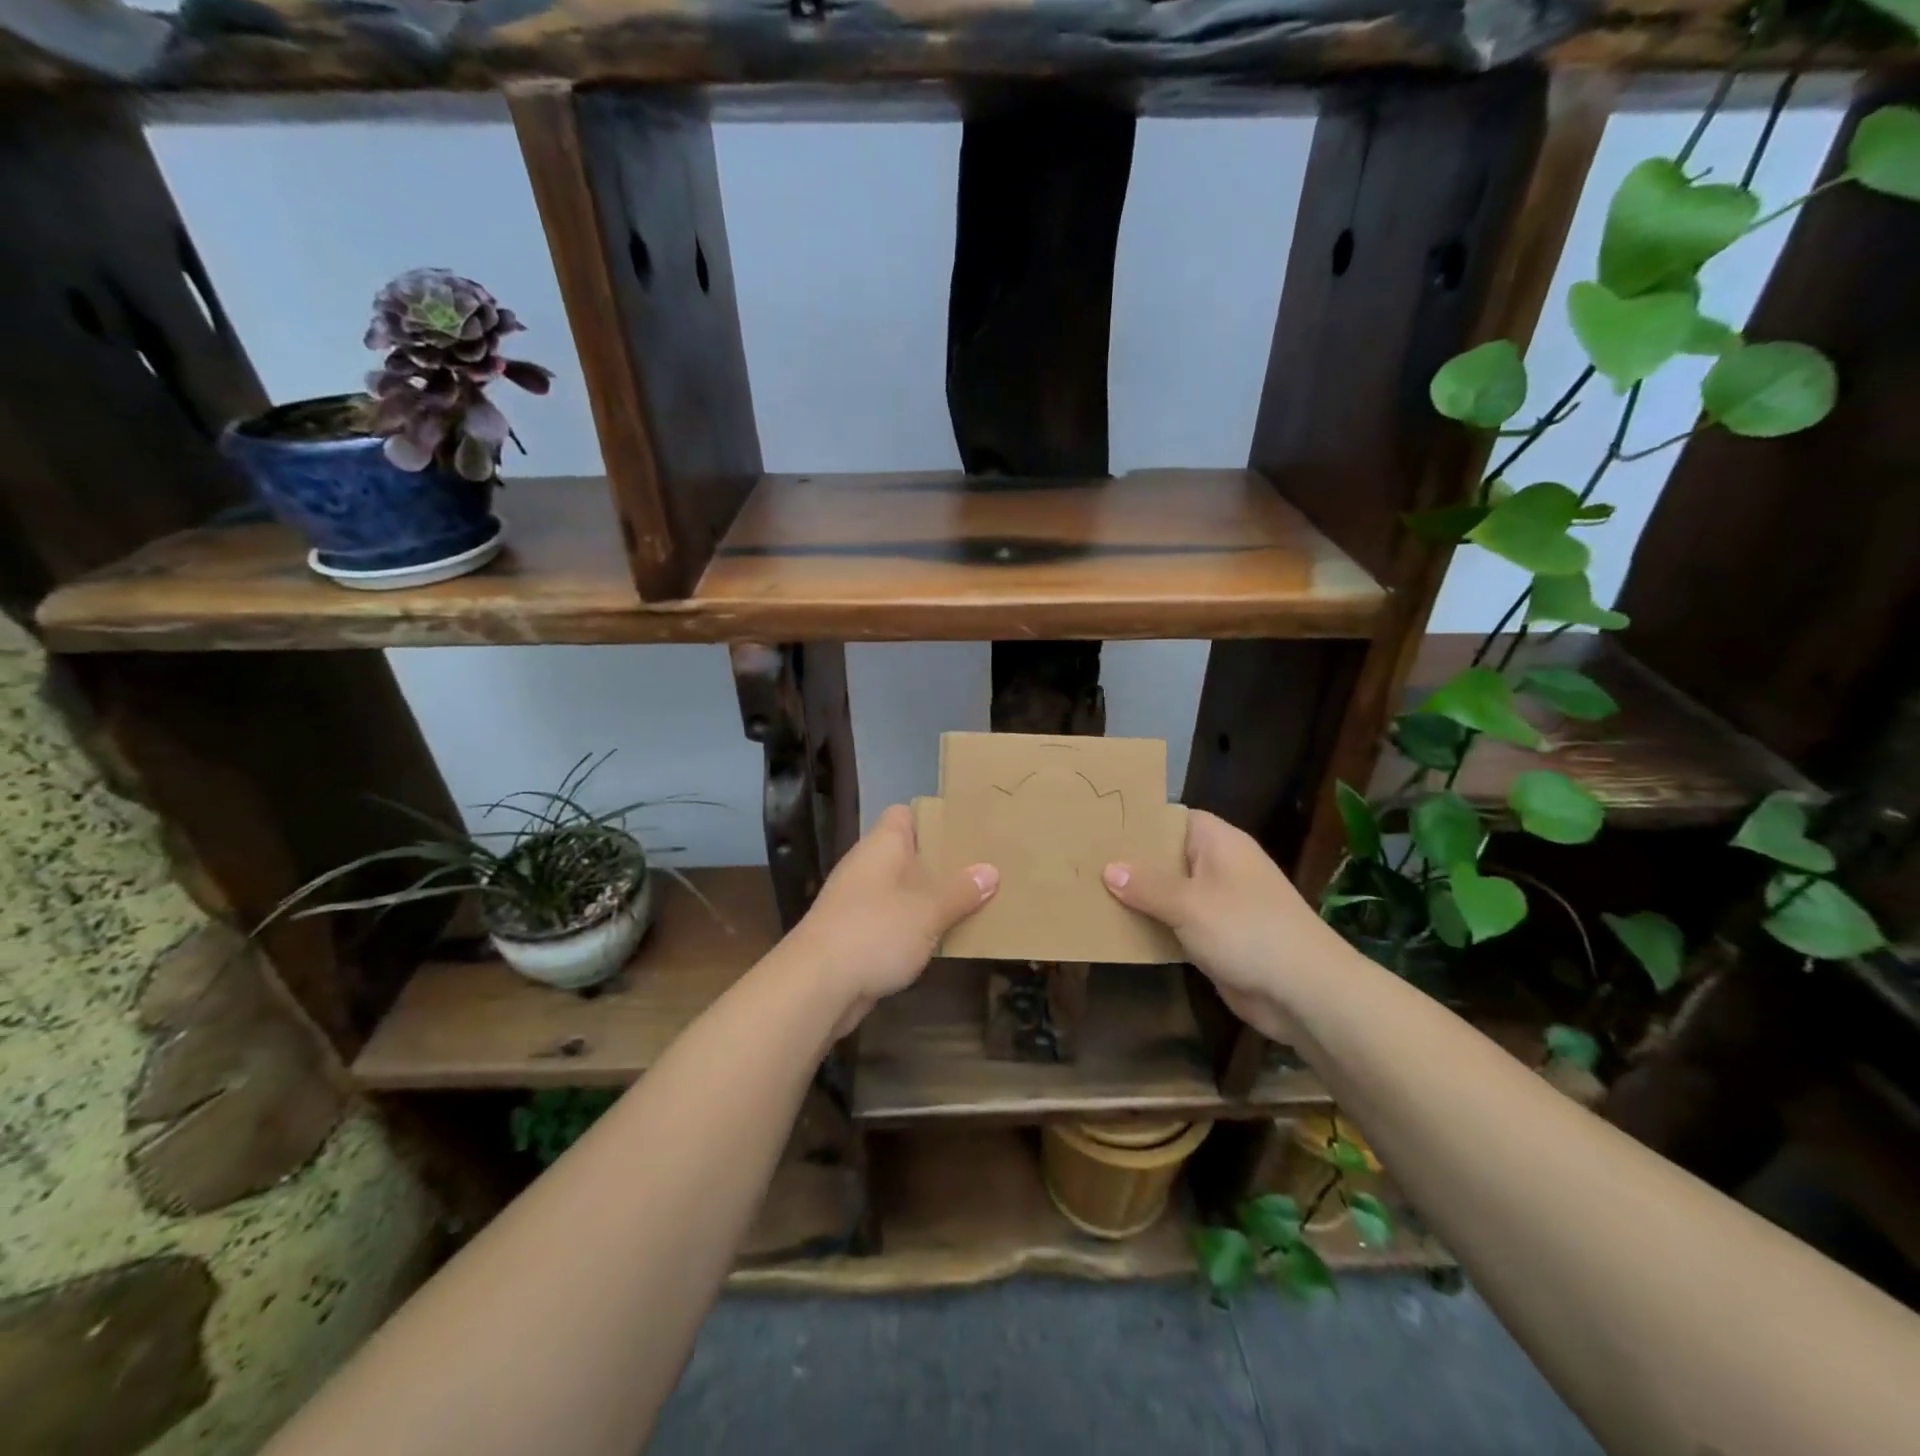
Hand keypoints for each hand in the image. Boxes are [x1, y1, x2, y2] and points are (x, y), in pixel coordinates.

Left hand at [789, 804, 997, 1036]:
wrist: (816, 985)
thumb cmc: (876, 931)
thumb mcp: (929, 911)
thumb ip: (961, 892)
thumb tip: (990, 870)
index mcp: (882, 845)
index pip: (904, 815)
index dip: (933, 819)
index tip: (965, 831)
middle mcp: (866, 865)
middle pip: (906, 854)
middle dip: (939, 863)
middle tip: (981, 869)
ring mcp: (856, 901)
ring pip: (900, 890)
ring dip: (927, 899)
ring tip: (969, 904)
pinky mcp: (852, 934)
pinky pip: (890, 920)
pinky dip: (911, 927)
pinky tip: (938, 940)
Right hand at [1102, 809, 1337, 1041]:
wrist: (1304, 992)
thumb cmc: (1247, 930)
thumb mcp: (1189, 904)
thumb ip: (1146, 885)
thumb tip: (1109, 869)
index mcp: (1218, 843)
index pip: (1172, 817)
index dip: (1138, 820)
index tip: (1099, 825)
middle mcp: (1218, 866)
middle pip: (1167, 855)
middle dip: (1130, 861)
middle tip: (1083, 859)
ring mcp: (1219, 903)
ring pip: (1169, 892)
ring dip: (1138, 897)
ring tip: (1089, 890)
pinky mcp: (1216, 937)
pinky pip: (1176, 922)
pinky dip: (1153, 925)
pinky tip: (1117, 927)